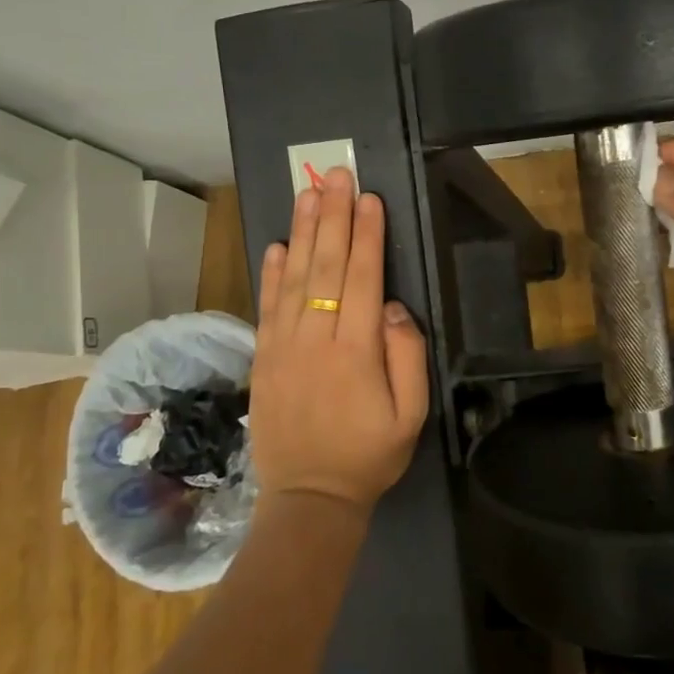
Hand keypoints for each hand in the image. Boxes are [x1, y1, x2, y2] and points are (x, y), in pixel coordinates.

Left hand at [247, 168, 429, 511]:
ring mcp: (283, 347)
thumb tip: (391, 305)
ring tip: (308, 192)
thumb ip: (406, 356)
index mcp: (355, 351)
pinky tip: (277, 244)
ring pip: (293, 278)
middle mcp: (315, 339)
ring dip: (302, 231)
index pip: (361, 278)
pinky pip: (267, 306)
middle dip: (333, 216)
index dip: (366, 235)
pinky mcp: (263, 358)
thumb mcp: (410, 415)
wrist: (308, 499)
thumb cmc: (368, 455)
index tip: (369, 197)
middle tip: (336, 175)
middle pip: (324, 266)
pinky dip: (271, 273)